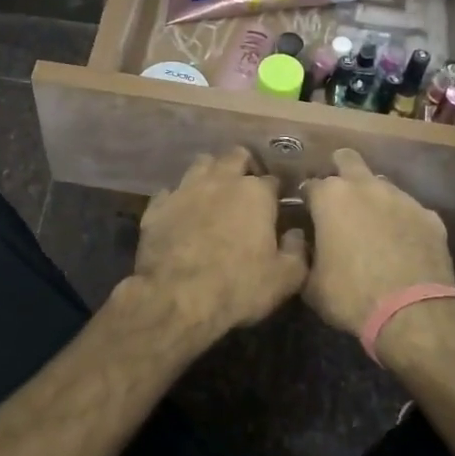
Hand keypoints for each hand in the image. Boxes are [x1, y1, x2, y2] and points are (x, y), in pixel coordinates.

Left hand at [129, 148, 308, 343]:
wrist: (176, 298)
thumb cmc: (238, 287)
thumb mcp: (285, 278)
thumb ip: (297, 250)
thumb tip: (296, 234)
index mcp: (255, 193)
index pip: (272, 180)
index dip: (276, 193)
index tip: (277, 207)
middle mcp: (219, 181)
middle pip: (235, 156)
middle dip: (243, 167)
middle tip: (246, 189)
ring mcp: (184, 190)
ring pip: (200, 165)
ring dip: (210, 174)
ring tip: (214, 193)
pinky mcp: (156, 207)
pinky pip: (169, 192)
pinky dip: (178, 199)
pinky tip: (181, 213)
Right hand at [301, 149, 454, 336]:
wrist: (413, 312)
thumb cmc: (351, 295)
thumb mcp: (310, 283)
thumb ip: (304, 256)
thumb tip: (307, 246)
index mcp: (331, 198)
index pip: (310, 186)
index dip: (306, 201)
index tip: (306, 216)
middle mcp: (366, 187)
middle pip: (348, 160)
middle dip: (339, 170)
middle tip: (337, 199)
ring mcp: (402, 199)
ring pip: (382, 184)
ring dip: (373, 198)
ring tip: (372, 226)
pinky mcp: (430, 216)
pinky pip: (410, 211)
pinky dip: (402, 221)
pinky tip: (402, 244)